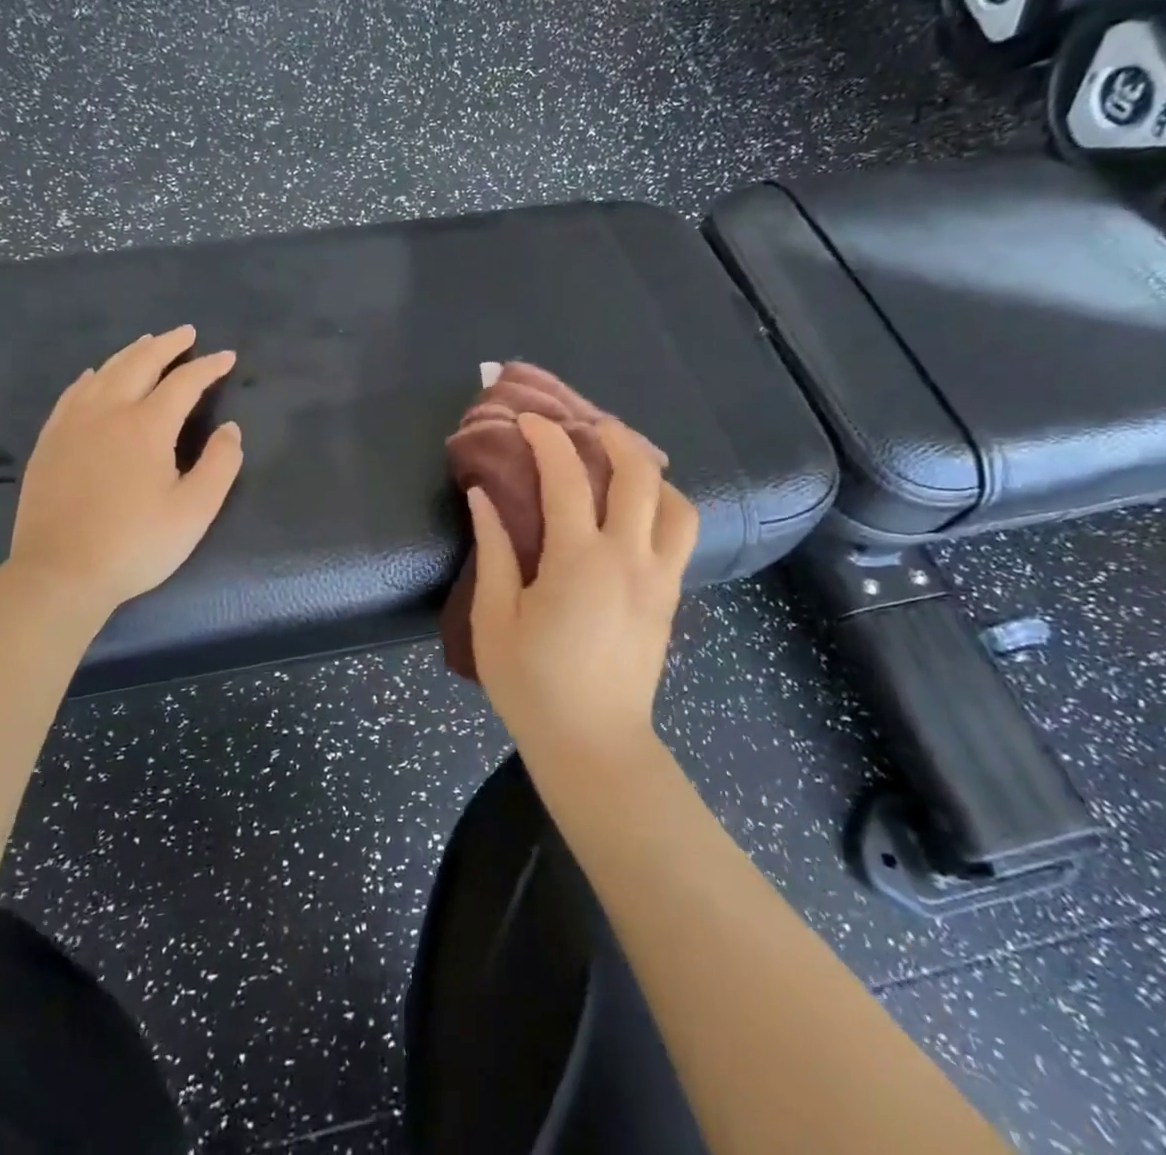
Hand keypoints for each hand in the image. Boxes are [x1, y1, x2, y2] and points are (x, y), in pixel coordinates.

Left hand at [10, 325, 243, 608]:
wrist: (60, 572)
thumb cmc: (136, 544)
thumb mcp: (194, 511)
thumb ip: (221, 464)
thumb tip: (230, 428)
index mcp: (147, 426)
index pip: (184, 382)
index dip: (209, 367)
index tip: (227, 357)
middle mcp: (108, 411)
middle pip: (140, 362)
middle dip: (167, 344)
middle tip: (187, 334)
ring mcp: (73, 423)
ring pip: (104, 371)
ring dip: (131, 352)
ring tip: (148, 343)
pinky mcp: (50, 440)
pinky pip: (73, 392)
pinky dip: (93, 375)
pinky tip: (95, 375)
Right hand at [466, 414, 697, 756]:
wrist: (594, 744)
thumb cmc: (532, 684)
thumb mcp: (494, 618)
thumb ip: (493, 550)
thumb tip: (483, 496)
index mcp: (578, 560)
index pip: (566, 476)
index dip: (546, 438)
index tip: (528, 420)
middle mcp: (629, 558)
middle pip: (639, 474)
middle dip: (614, 436)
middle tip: (587, 425)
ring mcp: (659, 577)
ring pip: (676, 502)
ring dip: (651, 471)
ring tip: (622, 464)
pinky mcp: (670, 597)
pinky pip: (681, 534)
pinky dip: (664, 505)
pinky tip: (637, 511)